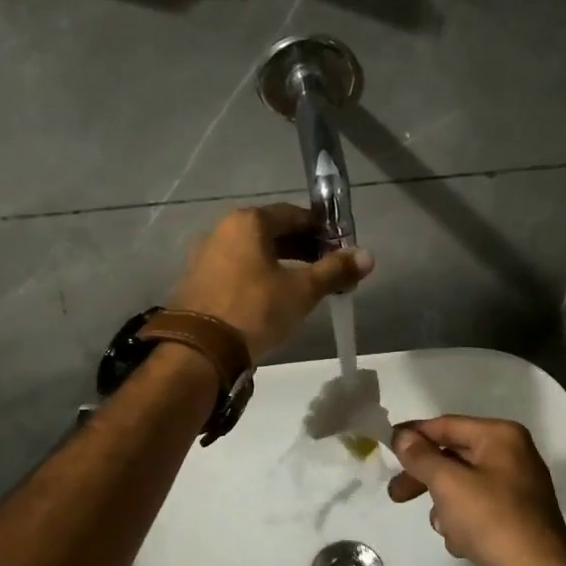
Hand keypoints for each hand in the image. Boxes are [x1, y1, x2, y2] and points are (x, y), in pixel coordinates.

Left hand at [169, 204, 372, 359]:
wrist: (200, 350)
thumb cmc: (256, 310)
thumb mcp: (302, 291)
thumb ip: (334, 270)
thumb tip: (368, 256)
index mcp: (248, 222)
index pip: (294, 215)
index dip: (321, 230)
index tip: (340, 249)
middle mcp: (222, 230)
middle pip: (271, 232)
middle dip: (302, 248)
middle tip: (326, 270)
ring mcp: (205, 255)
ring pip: (253, 253)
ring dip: (280, 264)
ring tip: (303, 287)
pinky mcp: (197, 281)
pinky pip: (236, 270)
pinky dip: (258, 277)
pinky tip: (272, 299)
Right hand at [389, 417, 565, 565]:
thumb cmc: (492, 521)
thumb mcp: (448, 483)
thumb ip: (421, 456)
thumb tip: (402, 435)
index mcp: (501, 437)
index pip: (446, 425)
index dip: (414, 434)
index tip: (385, 446)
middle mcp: (511, 456)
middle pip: (453, 456)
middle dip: (425, 477)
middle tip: (395, 494)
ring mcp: (515, 489)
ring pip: (461, 487)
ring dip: (445, 506)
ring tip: (444, 528)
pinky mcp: (514, 520)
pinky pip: (476, 511)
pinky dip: (463, 524)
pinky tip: (463, 544)